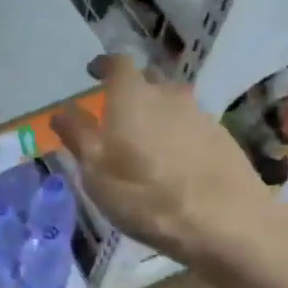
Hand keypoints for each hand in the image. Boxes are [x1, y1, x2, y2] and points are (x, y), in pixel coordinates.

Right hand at [54, 54, 270, 261]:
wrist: (225, 223)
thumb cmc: (146, 197)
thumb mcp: (96, 172)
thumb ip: (78, 135)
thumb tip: (61, 111)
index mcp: (133, 96)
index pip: (118, 64)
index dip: (104, 66)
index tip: (94, 72)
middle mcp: (169, 95)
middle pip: (148, 80)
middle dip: (131, 90)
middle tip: (118, 113)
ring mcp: (201, 115)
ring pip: (173, 103)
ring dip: (157, 114)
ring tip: (146, 141)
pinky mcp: (223, 138)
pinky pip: (192, 126)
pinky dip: (178, 134)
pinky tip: (175, 162)